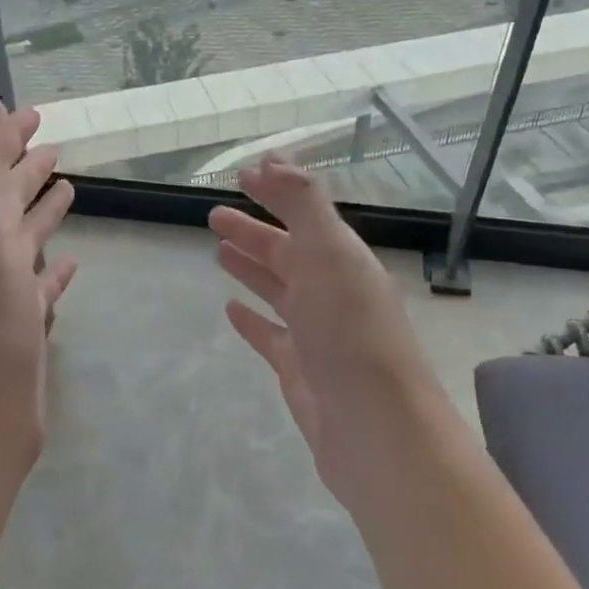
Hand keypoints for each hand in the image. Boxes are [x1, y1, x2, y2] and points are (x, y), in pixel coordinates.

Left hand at [0, 99, 77, 476]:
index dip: (8, 138)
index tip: (35, 114)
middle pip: (8, 201)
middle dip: (27, 170)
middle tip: (54, 146)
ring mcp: (4, 294)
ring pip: (25, 241)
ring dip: (43, 214)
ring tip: (68, 190)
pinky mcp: (24, 328)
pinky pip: (41, 287)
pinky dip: (55, 271)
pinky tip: (72, 264)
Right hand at [209, 158, 452, 512]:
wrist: (375, 429)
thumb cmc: (351, 333)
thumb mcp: (329, 254)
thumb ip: (303, 204)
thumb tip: (271, 159)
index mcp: (343, 260)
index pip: (304, 215)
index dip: (275, 192)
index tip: (242, 173)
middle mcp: (332, 292)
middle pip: (287, 252)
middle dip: (254, 231)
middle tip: (214, 215)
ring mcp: (316, 333)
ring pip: (277, 290)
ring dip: (251, 268)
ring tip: (219, 251)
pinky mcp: (300, 369)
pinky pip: (270, 335)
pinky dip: (251, 319)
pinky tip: (230, 309)